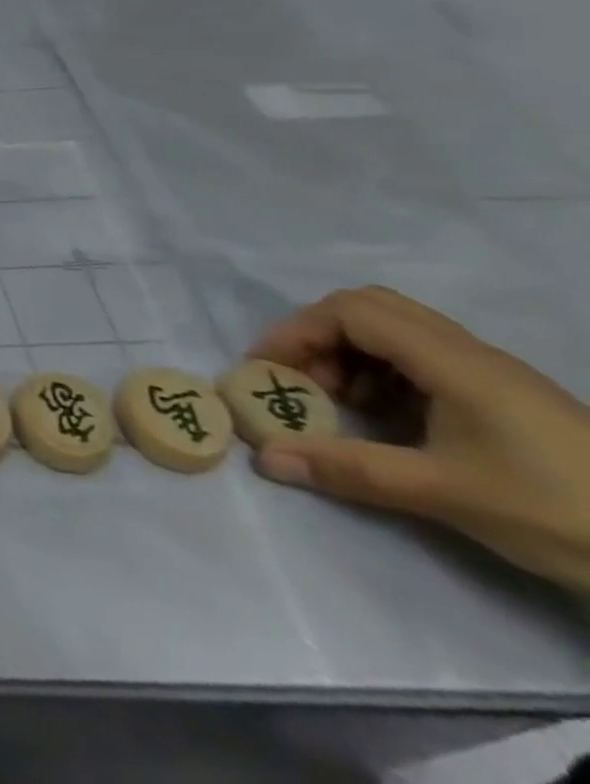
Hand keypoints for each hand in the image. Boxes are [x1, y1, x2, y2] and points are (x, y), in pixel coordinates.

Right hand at [249, 285, 589, 590]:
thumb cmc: (555, 511)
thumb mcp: (443, 493)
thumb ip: (348, 469)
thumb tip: (264, 458)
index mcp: (452, 361)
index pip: (350, 311)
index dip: (298, 331)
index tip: (269, 370)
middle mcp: (468, 352)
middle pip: (370, 307)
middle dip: (320, 335)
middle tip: (303, 379)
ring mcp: (492, 374)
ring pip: (396, 330)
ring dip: (351, 353)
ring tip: (341, 402)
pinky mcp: (505, 398)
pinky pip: (422, 357)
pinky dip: (384, 372)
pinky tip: (388, 418)